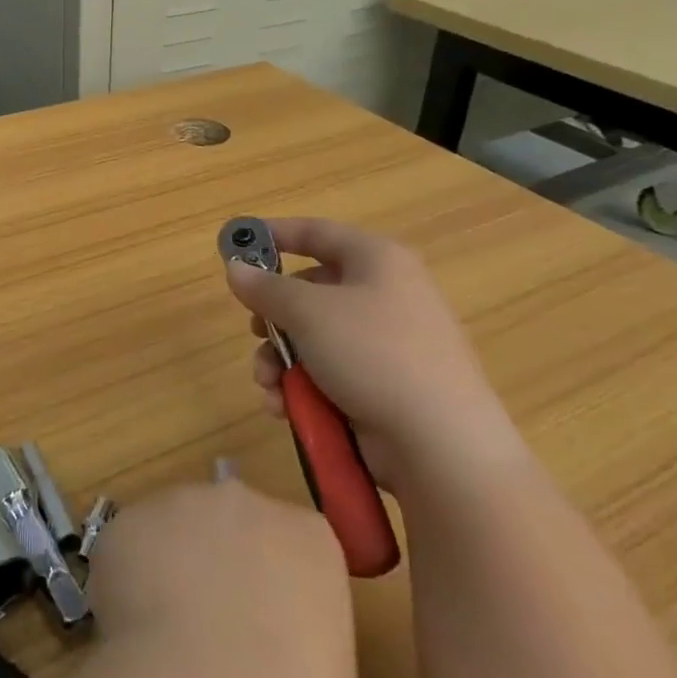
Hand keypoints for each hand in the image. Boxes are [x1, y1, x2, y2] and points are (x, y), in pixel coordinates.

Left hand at [87, 480, 359, 677]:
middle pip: (230, 522)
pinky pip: (127, 546)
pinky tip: (130, 634)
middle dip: (218, 564)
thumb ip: (296, 636)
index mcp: (308, 538)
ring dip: (169, 566)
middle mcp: (244, 503)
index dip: (273, 588)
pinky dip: (125, 581)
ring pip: (173, 527)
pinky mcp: (127, 521)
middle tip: (210, 632)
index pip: (293, 545)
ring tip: (164, 639)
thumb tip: (263, 648)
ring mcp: (180, 503)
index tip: (265, 632)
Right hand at [225, 218, 523, 489]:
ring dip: (281, 361)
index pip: (317, 232)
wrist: (441, 445)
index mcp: (377, 260)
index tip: (238, 243)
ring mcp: (387, 345)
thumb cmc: (373, 354)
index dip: (275, 234)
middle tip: (255, 331)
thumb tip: (235, 268)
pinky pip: (330, 374)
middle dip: (273, 317)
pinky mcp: (384, 387)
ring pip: (314, 339)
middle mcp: (385, 295)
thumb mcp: (308, 312)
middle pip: (311, 291)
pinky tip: (285, 408)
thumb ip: (265, 287)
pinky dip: (303, 389)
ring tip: (269, 384)